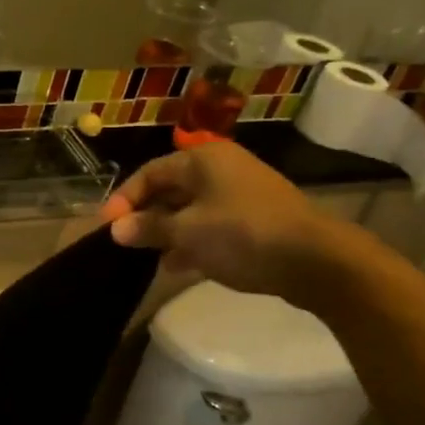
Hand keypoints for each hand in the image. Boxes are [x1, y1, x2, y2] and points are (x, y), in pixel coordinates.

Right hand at [101, 140, 339, 298]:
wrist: (317, 261)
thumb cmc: (243, 235)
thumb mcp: (187, 232)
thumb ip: (148, 228)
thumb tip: (115, 230)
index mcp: (202, 159)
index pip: (150, 172)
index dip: (125, 199)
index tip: (107, 226)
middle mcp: (222, 168)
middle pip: (171, 189)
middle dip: (147, 216)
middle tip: (127, 242)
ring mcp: (242, 193)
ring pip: (192, 209)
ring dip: (169, 232)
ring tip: (150, 258)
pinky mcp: (257, 218)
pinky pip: (213, 224)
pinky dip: (194, 240)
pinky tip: (180, 265)